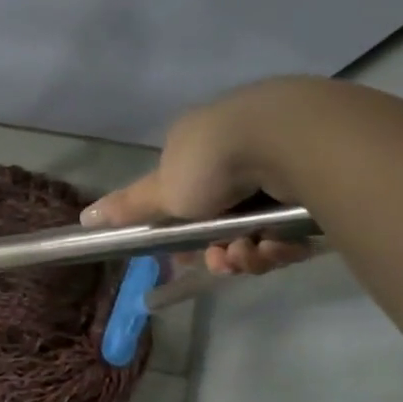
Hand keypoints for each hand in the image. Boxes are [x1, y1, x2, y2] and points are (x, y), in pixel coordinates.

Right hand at [83, 80, 318, 276]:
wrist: (288, 138)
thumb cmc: (212, 162)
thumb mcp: (163, 190)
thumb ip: (128, 208)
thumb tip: (84, 218)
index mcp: (196, 147)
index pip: (186, 199)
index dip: (186, 234)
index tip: (188, 255)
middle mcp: (235, 150)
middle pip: (223, 220)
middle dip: (221, 251)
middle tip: (223, 263)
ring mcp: (279, 160)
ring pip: (260, 227)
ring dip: (251, 252)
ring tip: (255, 254)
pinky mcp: (318, 175)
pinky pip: (295, 224)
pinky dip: (284, 242)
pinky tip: (281, 245)